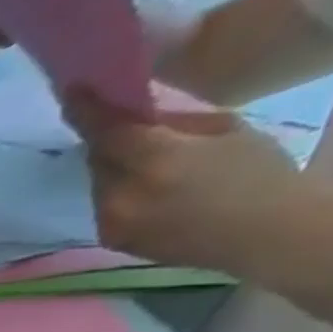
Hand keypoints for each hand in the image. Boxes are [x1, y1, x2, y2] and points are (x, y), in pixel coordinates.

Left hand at [64, 88, 302, 272]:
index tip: (70, 90)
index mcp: (155, 161)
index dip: (86, 110)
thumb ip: (170, 124)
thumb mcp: (221, 130)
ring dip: (112, 167)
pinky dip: (116, 190)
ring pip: (98, 182)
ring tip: (146, 161)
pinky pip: (102, 205)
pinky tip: (145, 188)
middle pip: (98, 158)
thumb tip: (136, 116)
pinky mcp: (110, 240)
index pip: (107, 131)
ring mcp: (111, 222)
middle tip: (123, 125)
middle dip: (108, 140)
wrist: (262, 234)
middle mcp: (122, 196)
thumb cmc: (256, 173)